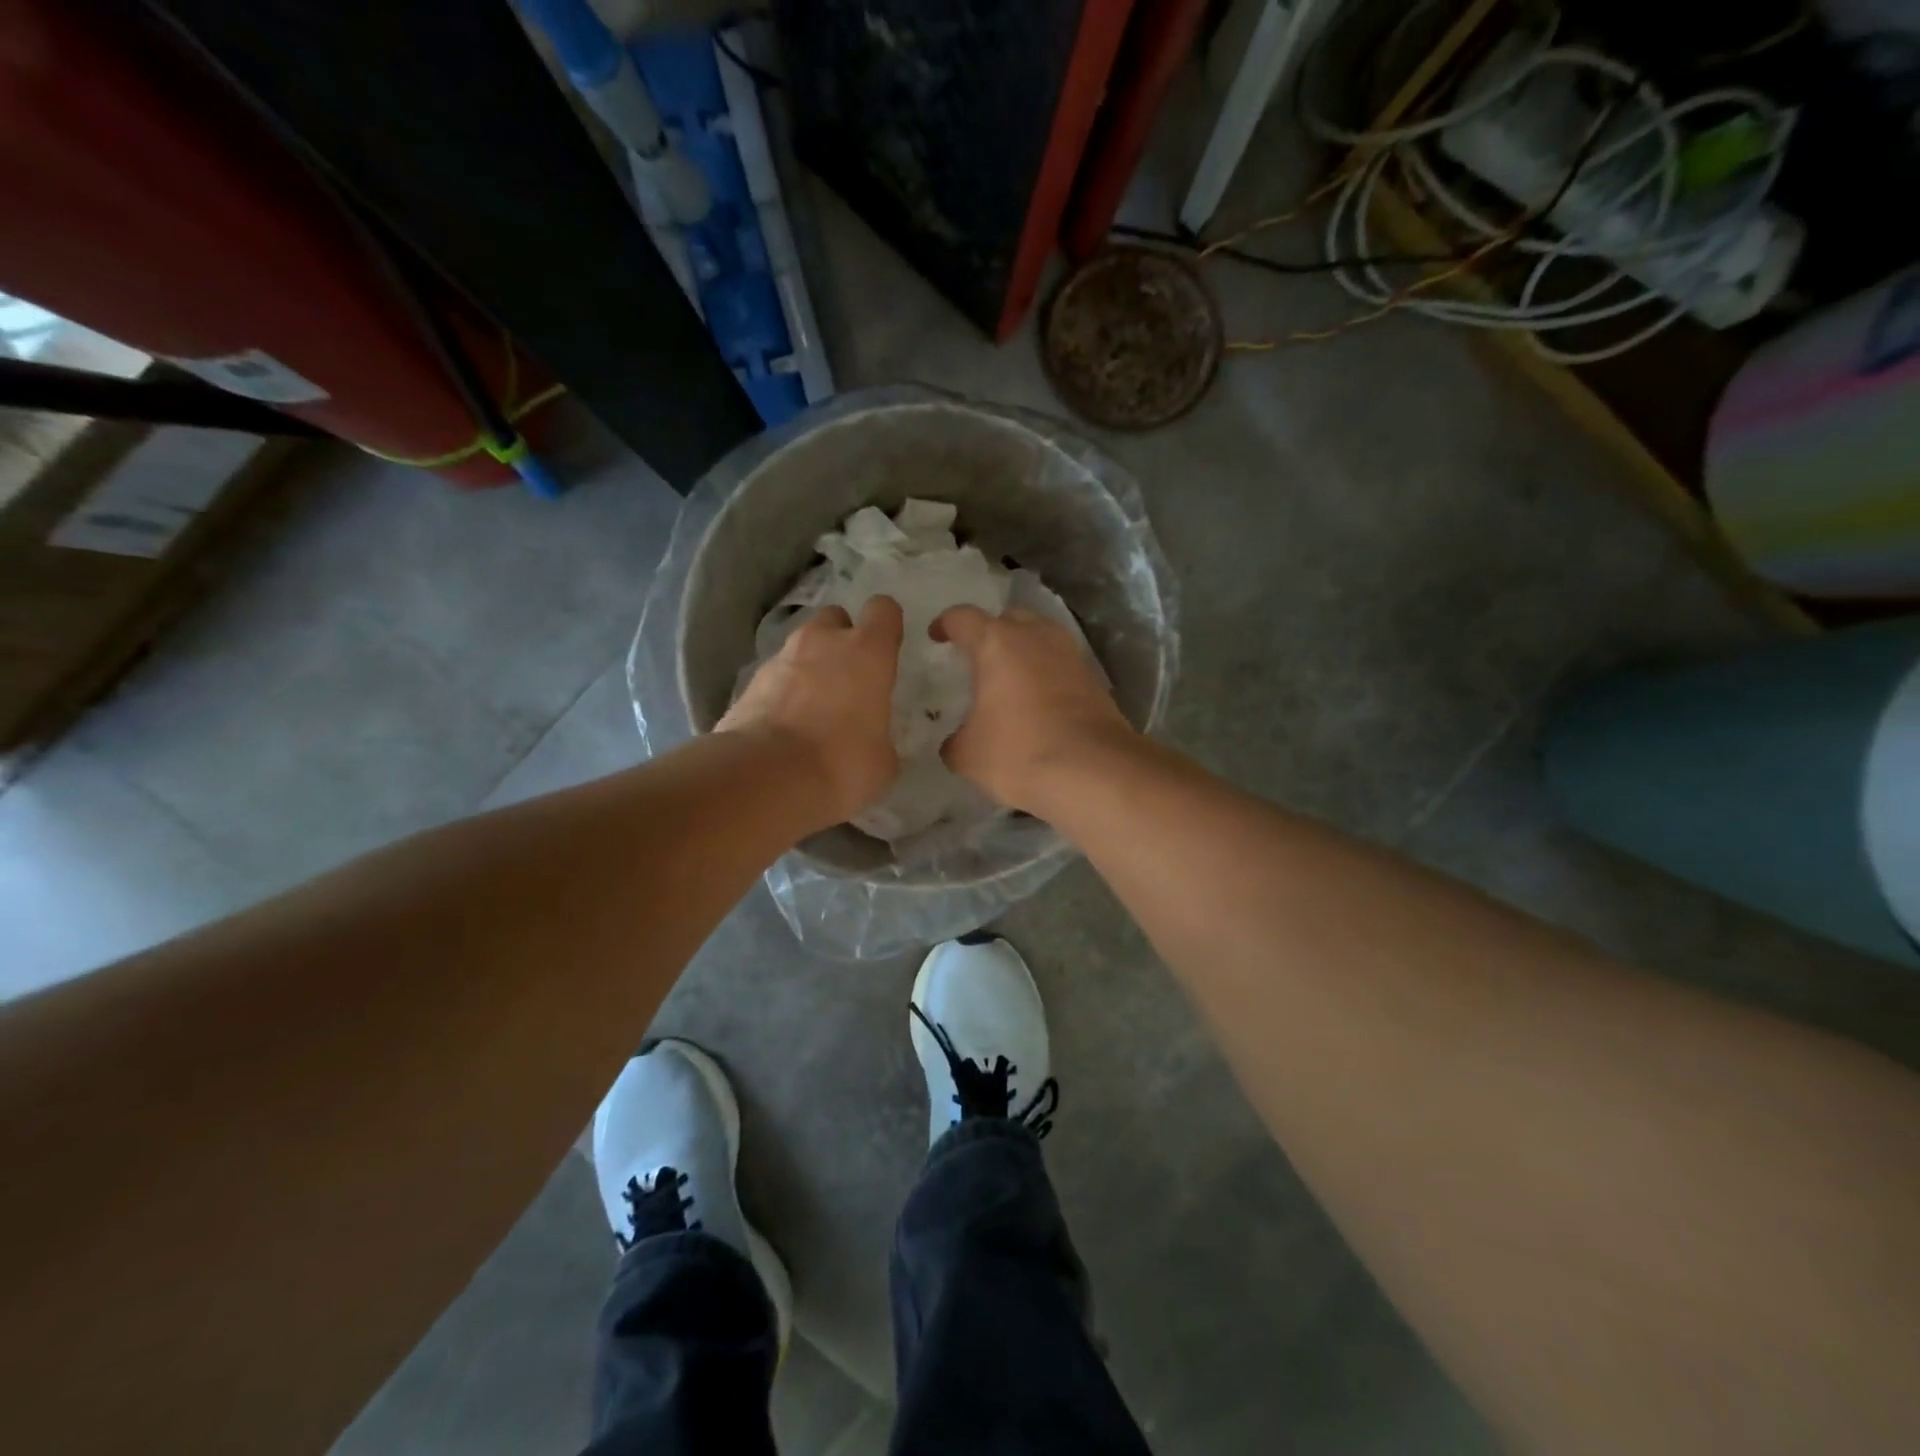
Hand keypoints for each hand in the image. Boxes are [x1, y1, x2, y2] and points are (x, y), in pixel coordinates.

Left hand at [717, 595, 902, 825]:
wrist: (765, 776)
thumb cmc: (841, 763)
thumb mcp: (882, 761)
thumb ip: (881, 737)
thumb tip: (873, 743)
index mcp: (867, 652)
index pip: (883, 610)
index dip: (887, 626)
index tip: (888, 649)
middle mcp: (822, 642)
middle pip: (835, 619)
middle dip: (842, 640)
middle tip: (848, 679)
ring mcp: (781, 658)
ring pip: (802, 647)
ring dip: (810, 667)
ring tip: (814, 709)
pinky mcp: (749, 682)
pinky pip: (776, 676)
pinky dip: (783, 692)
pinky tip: (787, 727)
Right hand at [934, 605, 1134, 814]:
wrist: (1094, 772)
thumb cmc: (1020, 753)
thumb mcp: (968, 755)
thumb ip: (955, 741)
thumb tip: (956, 743)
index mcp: (997, 643)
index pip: (963, 618)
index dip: (945, 624)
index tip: (937, 636)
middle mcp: (1036, 637)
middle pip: (1009, 619)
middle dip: (991, 632)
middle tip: (978, 657)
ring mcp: (1070, 655)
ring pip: (1041, 638)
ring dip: (1024, 652)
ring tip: (1009, 679)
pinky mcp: (1094, 680)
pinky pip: (1061, 665)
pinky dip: (1046, 675)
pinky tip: (1038, 703)